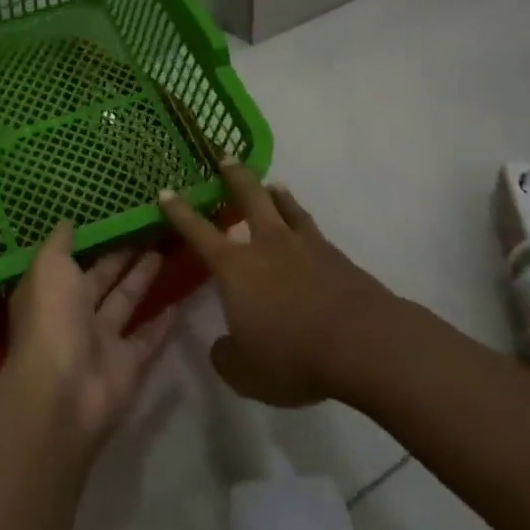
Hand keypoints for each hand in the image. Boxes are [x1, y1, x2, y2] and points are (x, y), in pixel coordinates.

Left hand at [5, 222, 179, 446]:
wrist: (63, 392)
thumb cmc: (51, 319)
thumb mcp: (48, 268)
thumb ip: (59, 244)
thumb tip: (68, 222)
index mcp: (51, 292)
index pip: (73, 262)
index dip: (93, 242)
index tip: (116, 218)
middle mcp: (74, 315)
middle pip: (102, 280)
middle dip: (121, 258)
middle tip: (148, 231)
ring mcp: (102, 342)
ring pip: (126, 303)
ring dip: (142, 281)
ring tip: (163, 253)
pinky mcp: (128, 365)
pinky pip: (148, 339)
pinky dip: (163, 323)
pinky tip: (179, 302)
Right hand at [160, 166, 391, 406]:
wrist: (363, 342)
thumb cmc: (293, 354)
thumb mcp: (246, 372)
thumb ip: (227, 356)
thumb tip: (223, 346)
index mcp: (235, 267)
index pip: (199, 232)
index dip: (179, 212)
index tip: (166, 190)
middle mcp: (267, 245)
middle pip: (249, 197)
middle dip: (234, 176)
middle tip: (226, 156)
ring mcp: (305, 246)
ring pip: (286, 207)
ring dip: (275, 193)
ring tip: (272, 184)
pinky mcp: (336, 257)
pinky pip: (312, 229)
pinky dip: (302, 220)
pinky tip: (306, 227)